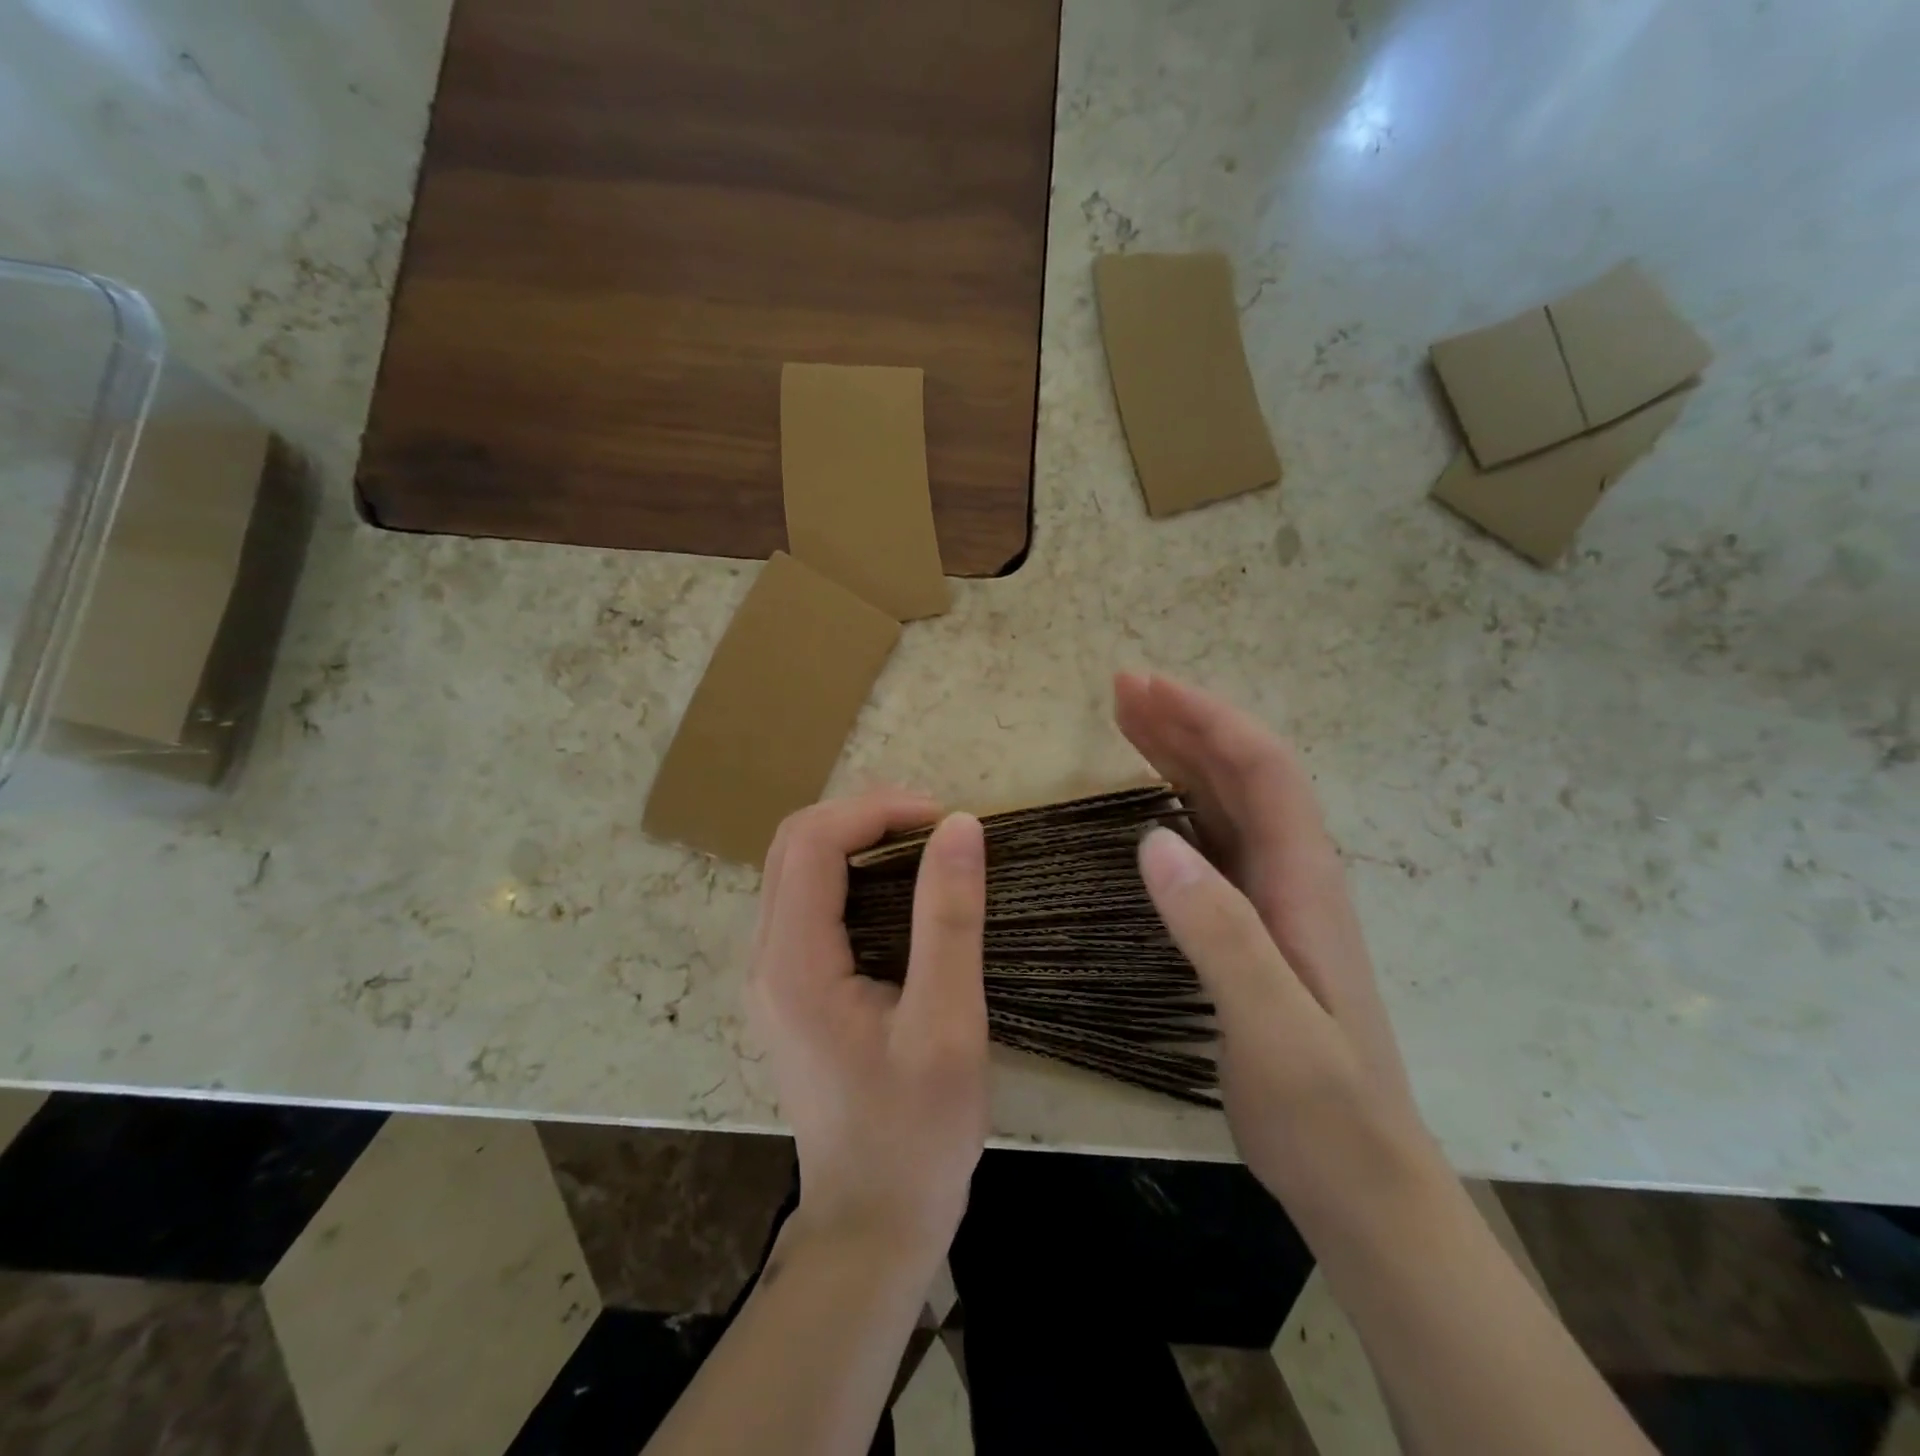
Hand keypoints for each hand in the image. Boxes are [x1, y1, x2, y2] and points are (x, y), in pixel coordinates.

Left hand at [748, 790, 989, 1270]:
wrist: (872, 1223)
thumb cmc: (916, 1133)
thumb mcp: (946, 1025)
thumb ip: (950, 919)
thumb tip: (960, 827)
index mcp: (793, 964)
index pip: (815, 842)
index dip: (876, 810)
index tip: (943, 818)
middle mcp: (765, 959)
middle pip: (794, 843)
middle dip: (863, 815)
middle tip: (934, 824)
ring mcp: (770, 975)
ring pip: (796, 868)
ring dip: (855, 839)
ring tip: (923, 845)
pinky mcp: (788, 988)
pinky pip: (806, 900)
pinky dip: (849, 873)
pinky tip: (898, 888)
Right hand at [1116, 672, 1438, 1219]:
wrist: (1362, 1181)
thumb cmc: (1324, 1109)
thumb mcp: (1272, 1028)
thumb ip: (1220, 932)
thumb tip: (1153, 840)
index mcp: (1303, 882)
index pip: (1262, 770)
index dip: (1206, 719)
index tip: (1145, 688)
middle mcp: (1292, 876)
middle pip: (1241, 773)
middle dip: (1186, 721)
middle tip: (1122, 688)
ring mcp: (1273, 902)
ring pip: (1225, 804)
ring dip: (1180, 755)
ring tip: (1128, 722)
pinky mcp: (1252, 928)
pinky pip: (1213, 844)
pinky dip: (1177, 806)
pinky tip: (1149, 804)